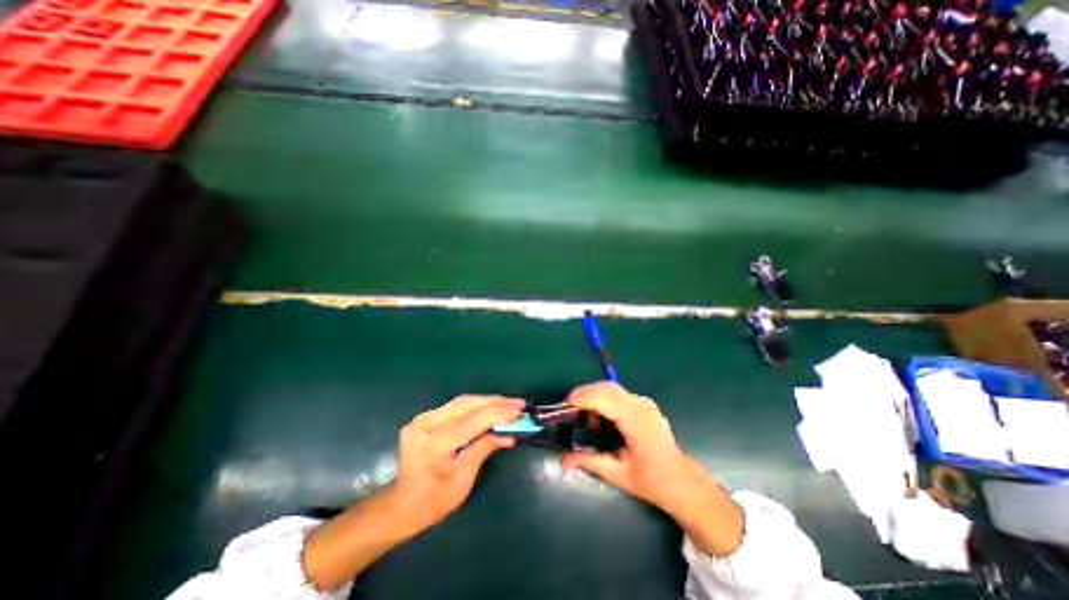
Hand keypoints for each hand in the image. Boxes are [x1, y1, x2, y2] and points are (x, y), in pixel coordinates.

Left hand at [391, 397, 525, 530]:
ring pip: (462, 401)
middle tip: (519, 403)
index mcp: (433, 443)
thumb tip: (508, 432)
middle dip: (496, 401)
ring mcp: (423, 418)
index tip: (520, 410)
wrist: (401, 505)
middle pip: (467, 404)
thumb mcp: (463, 479)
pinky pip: (456, 406)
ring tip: (509, 403)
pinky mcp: (425, 417)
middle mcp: (425, 423)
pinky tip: (490, 407)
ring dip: (488, 401)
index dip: (499, 413)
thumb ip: (484, 448)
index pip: (472, 420)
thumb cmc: (434, 501)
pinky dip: (476, 405)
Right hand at [560, 382, 694, 507]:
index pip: (605, 398)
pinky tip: (599, 418)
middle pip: (606, 387)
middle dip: (583, 394)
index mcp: (637, 422)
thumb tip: (562, 458)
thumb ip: (590, 461)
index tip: (563, 407)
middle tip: (568, 411)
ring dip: (592, 396)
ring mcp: (644, 402)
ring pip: (610, 387)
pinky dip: (602, 399)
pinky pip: (617, 393)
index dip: (582, 398)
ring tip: (583, 417)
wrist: (682, 481)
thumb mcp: (618, 475)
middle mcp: (641, 405)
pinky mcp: (643, 403)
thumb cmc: (652, 481)